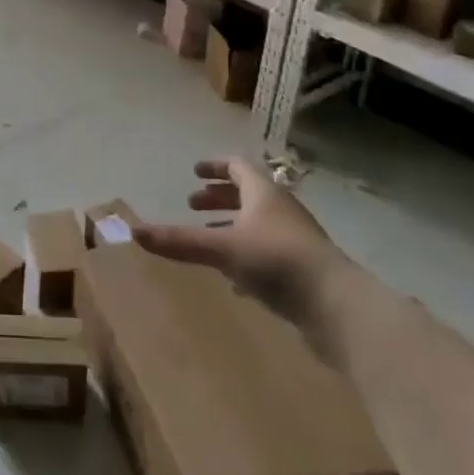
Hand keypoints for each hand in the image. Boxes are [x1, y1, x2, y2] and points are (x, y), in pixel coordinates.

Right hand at [134, 158, 348, 335]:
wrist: (340, 308)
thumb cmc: (277, 261)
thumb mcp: (222, 248)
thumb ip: (180, 241)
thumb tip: (133, 230)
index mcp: (263, 192)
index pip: (237, 166)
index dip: (214, 166)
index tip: (193, 172)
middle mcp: (280, 209)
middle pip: (247, 194)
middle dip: (218, 197)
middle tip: (193, 204)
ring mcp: (295, 240)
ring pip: (258, 224)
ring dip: (232, 226)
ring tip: (209, 238)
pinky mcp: (303, 270)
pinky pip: (268, 252)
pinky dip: (246, 254)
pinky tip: (233, 279)